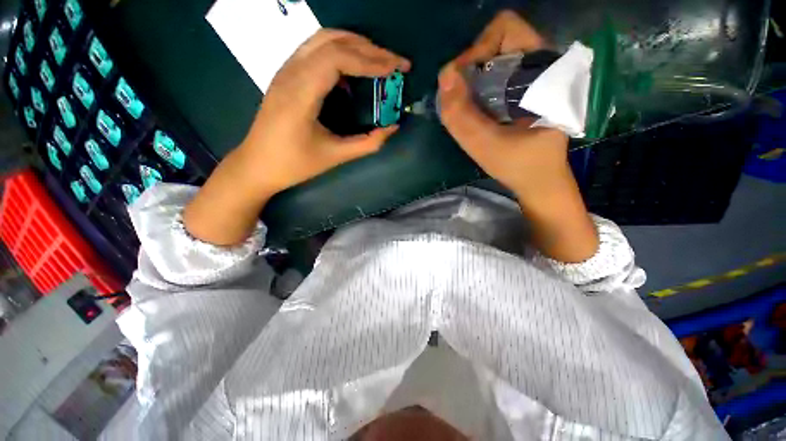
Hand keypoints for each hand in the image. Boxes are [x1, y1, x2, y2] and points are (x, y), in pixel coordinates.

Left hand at [241, 30, 410, 196]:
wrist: (256, 165)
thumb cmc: (294, 164)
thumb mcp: (335, 157)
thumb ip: (367, 143)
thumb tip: (392, 128)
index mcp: (301, 93)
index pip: (339, 58)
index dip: (372, 60)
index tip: (397, 68)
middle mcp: (291, 72)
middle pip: (333, 41)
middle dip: (369, 49)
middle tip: (394, 63)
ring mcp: (285, 70)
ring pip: (322, 40)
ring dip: (354, 45)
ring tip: (378, 61)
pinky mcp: (285, 75)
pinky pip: (315, 50)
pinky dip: (339, 52)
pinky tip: (352, 71)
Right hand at [439, 11, 598, 261]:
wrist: (539, 181)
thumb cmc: (519, 166)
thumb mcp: (485, 146)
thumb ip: (462, 115)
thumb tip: (443, 76)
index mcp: (544, 71)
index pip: (505, 29)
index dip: (476, 50)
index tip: (462, 83)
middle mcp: (541, 66)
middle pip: (497, 42)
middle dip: (471, 68)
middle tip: (461, 99)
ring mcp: (533, 78)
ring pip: (494, 60)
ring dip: (472, 81)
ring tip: (467, 109)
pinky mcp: (525, 91)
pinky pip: (495, 76)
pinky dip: (478, 89)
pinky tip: (475, 112)